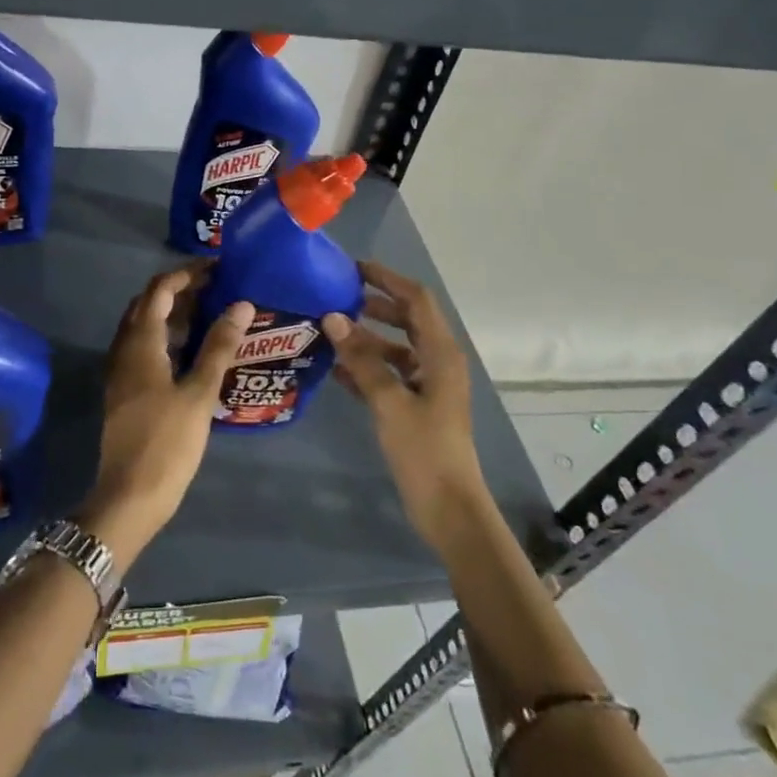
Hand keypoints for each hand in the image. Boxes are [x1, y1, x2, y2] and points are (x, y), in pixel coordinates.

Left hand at [80, 264, 254, 563]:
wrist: (130, 495)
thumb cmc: (168, 442)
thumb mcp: (199, 392)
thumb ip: (219, 346)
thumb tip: (241, 305)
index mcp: (140, 343)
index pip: (159, 290)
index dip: (186, 274)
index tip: (217, 267)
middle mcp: (124, 349)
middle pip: (148, 304)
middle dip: (180, 290)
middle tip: (217, 288)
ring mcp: (121, 371)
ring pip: (145, 327)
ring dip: (174, 314)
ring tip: (213, 313)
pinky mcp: (126, 390)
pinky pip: (145, 348)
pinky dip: (168, 337)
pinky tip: (194, 350)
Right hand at [324, 261, 487, 549]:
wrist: (448, 508)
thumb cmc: (424, 450)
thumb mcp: (389, 402)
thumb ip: (362, 358)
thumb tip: (333, 317)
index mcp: (441, 353)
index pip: (416, 299)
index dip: (387, 279)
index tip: (353, 268)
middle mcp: (437, 361)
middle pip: (407, 319)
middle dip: (375, 305)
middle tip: (337, 296)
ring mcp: (428, 385)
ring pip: (395, 348)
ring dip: (366, 338)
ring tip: (329, 331)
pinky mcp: (416, 406)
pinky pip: (389, 374)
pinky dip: (366, 367)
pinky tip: (335, 368)